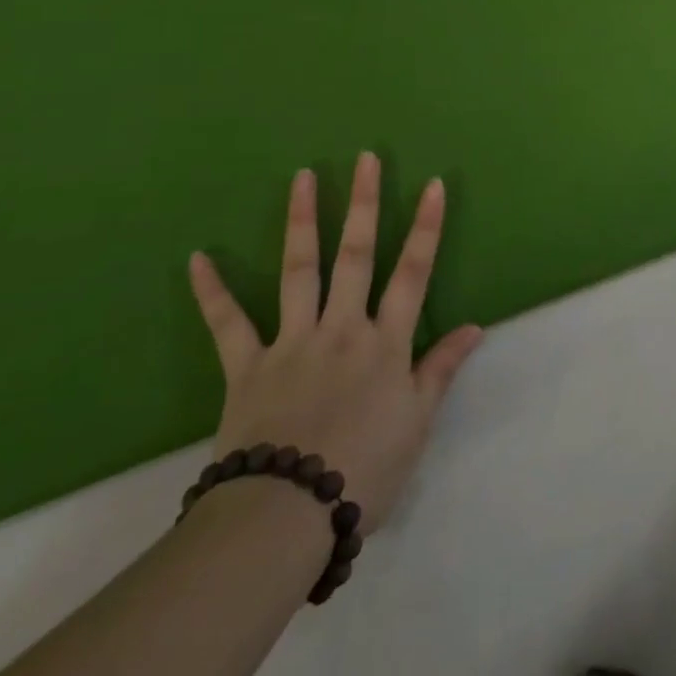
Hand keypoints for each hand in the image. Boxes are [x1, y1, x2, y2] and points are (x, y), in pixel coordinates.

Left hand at [187, 152, 482, 535]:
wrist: (284, 517)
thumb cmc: (363, 470)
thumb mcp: (417, 424)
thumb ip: (442, 368)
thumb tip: (476, 327)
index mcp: (385, 342)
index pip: (413, 271)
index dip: (426, 226)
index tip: (433, 184)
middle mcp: (342, 328)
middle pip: (356, 255)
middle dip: (364, 203)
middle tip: (365, 158)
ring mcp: (292, 342)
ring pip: (300, 271)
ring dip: (302, 221)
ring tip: (302, 177)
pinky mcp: (247, 367)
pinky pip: (228, 325)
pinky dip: (213, 292)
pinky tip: (198, 258)